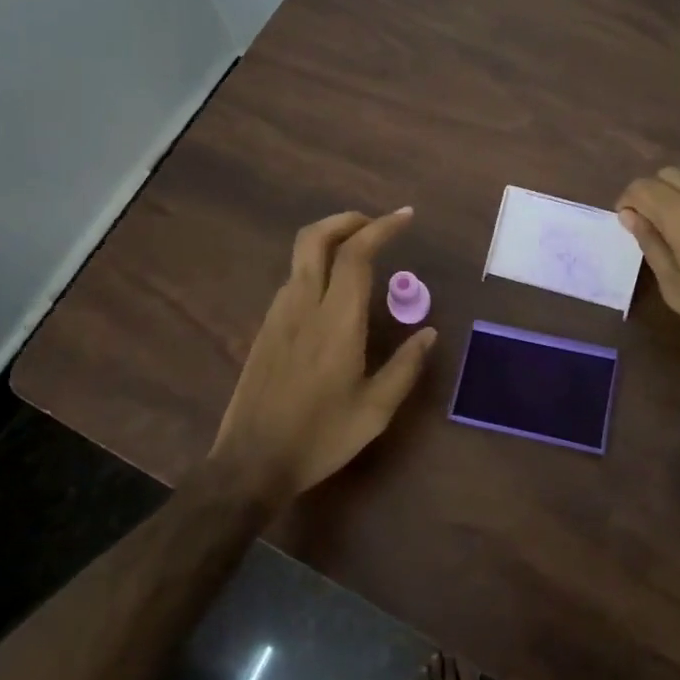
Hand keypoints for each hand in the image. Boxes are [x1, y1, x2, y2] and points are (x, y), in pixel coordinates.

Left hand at [213, 207, 436, 495]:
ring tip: (362, 255)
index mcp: (336, 321)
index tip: (406, 216)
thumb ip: (405, 367)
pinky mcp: (265, 329)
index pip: (356, 254)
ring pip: (300, 257)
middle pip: (315, 237)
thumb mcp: (375, 410)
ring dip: (331, 241)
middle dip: (346, 219)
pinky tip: (335, 293)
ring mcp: (278, 315)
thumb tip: (429, 333)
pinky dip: (317, 267)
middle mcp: (303, 306)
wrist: (251, 462)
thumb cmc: (320, 437)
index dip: (381, 227)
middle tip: (376, 224)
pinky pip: (293, 281)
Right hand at [616, 168, 679, 370]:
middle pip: (668, 175)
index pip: (642, 186)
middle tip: (645, 229)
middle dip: (650, 194)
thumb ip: (651, 245)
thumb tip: (630, 216)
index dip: (626, 202)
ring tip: (669, 238)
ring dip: (674, 200)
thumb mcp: (675, 285)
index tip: (624, 227)